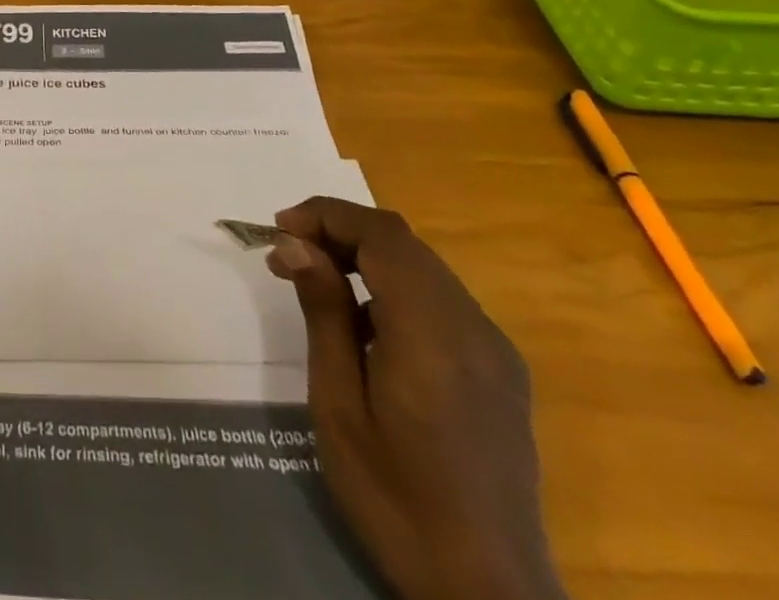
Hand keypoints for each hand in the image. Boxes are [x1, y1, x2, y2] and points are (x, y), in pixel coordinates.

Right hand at [268, 198, 565, 599]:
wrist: (490, 596)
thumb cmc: (397, 501)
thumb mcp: (339, 407)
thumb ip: (324, 314)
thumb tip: (295, 243)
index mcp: (434, 336)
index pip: (381, 236)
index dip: (326, 215)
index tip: (278, 230)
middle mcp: (474, 330)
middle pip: (403, 243)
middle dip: (339, 231)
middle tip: (287, 255)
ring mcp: (494, 350)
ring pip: (423, 266)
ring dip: (365, 255)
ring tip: (315, 281)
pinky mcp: (500, 371)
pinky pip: (441, 298)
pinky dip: (394, 284)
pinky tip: (364, 322)